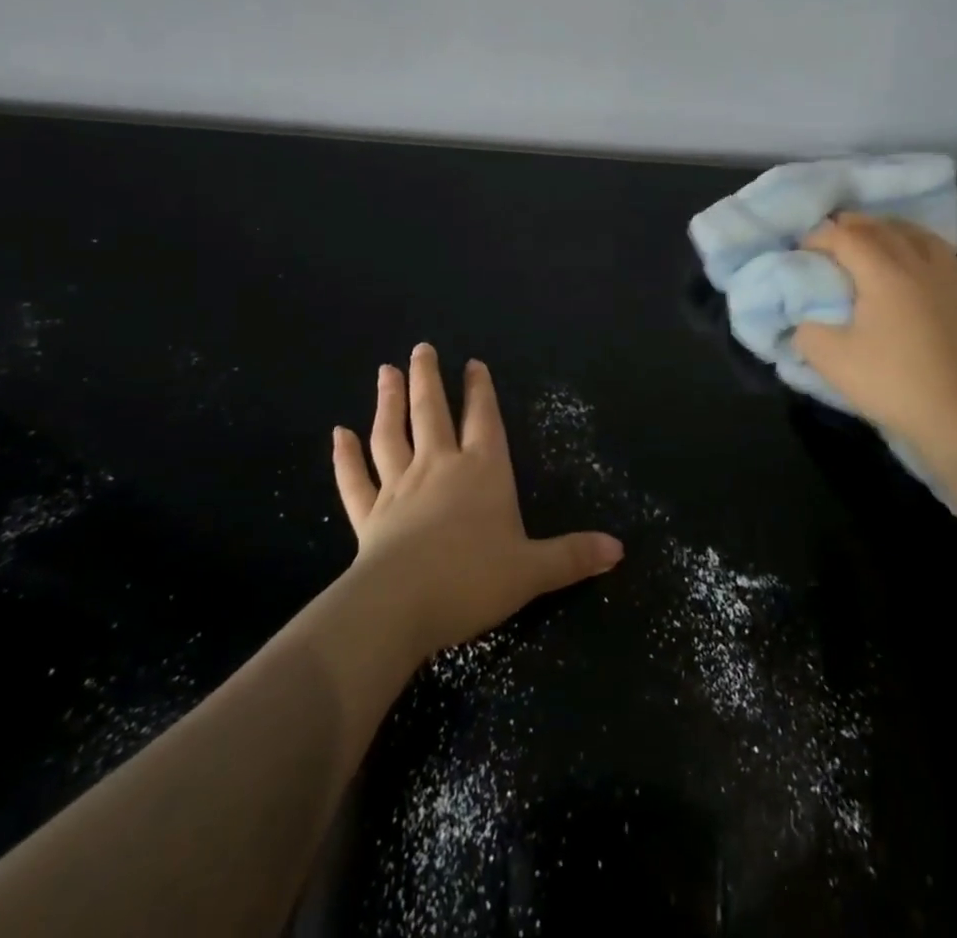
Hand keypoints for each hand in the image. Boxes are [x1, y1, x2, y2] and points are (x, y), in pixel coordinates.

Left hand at [330, 344, 622, 658]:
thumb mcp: (533, 571)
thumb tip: (619, 550)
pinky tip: (338, 434)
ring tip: (385, 371)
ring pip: (390, 435)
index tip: (472, 363)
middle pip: (432, 413)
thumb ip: (572, 556)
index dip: (480, 391)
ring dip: (387, 402)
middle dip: (427, 379)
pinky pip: (355, 479)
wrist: (400, 608)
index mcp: (482, 472)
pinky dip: (345, 456)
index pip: (483, 420)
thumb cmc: (472, 580)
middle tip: (420, 349)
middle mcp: (439, 468)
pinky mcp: (368, 515)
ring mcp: (399, 488)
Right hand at [792, 214, 956, 475]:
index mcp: (884, 273)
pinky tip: (919, 267)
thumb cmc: (891, 384)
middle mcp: (920, 265)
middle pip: (884, 229)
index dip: (820, 237)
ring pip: (920, 236)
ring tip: (877, 239)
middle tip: (833, 236)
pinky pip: (946, 258)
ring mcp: (952, 280)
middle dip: (854, 226)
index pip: (846, 237)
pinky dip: (923, 250)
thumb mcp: (831, 361)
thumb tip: (805, 322)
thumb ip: (807, 333)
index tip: (802, 249)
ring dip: (892, 231)